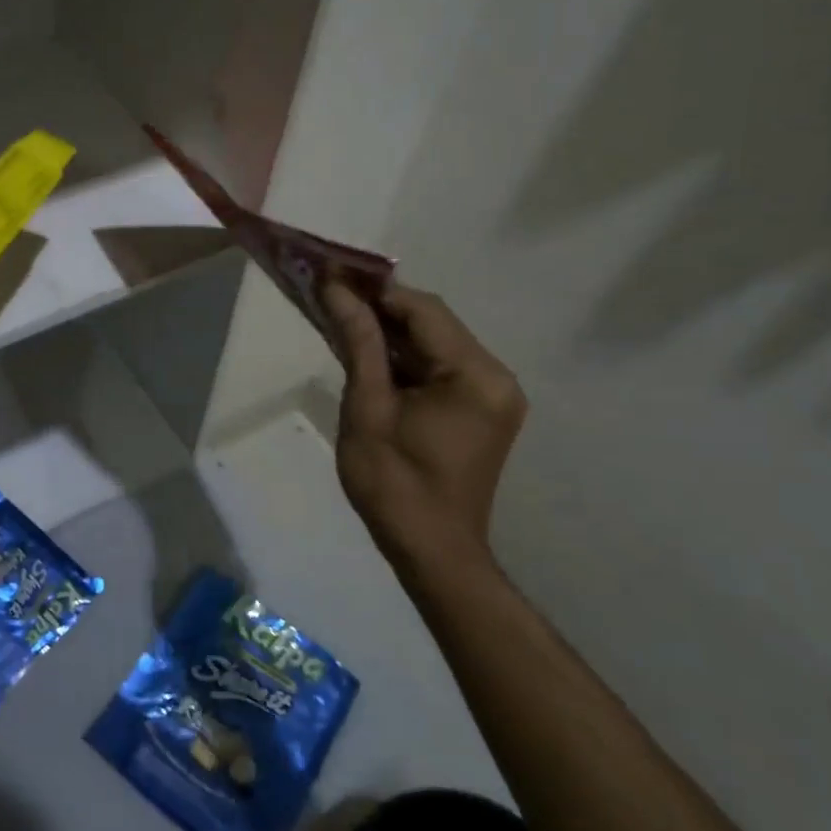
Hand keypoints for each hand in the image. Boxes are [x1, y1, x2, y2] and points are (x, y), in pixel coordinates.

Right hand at [324, 282, 526, 584]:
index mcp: (476, 375)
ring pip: (436, 344)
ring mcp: (494, 395)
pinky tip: (372, 357)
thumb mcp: (368, 408)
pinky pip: (442, 368)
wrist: (431, 552)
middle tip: (333, 298)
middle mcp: (497, 377)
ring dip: (392, 334)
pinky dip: (407, 360)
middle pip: (434, 324)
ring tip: (345, 323)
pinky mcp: (483, 410)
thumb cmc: (394, 484)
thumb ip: (359, 343)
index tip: (334, 278)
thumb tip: (337, 290)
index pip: (424, 311)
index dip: (377, 291)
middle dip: (383, 310)